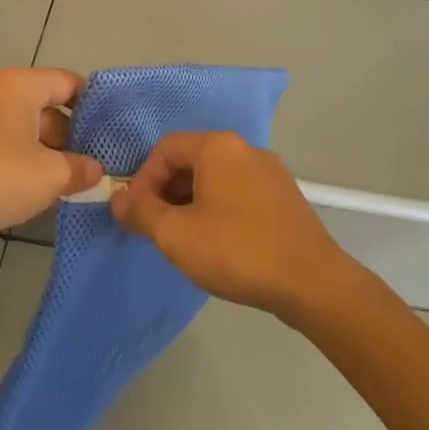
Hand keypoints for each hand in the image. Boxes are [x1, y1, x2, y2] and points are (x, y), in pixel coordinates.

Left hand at [0, 69, 102, 251]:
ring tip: (70, 181)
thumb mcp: (50, 175)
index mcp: (19, 87)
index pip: (67, 82)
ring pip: (22, 132)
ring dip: (46, 154)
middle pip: (45, 108)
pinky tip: (34, 193)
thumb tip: (96, 170)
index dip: (93, 103)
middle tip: (94, 162)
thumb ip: (79, 169)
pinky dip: (19, 165)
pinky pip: (0, 150)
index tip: (111, 128)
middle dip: (70, 135)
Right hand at [110, 131, 349, 316]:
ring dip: (190, 203)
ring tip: (184, 239)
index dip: (142, 179)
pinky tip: (217, 244)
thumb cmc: (236, 250)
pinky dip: (217, 209)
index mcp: (218, 147)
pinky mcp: (284, 197)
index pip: (165, 149)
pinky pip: (238, 193)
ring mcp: (270, 173)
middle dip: (165, 192)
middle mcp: (246, 149)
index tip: (136, 214)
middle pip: (191, 160)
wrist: (311, 282)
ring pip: (215, 178)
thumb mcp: (175, 234)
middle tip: (156, 228)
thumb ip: (140, 212)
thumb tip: (117, 198)